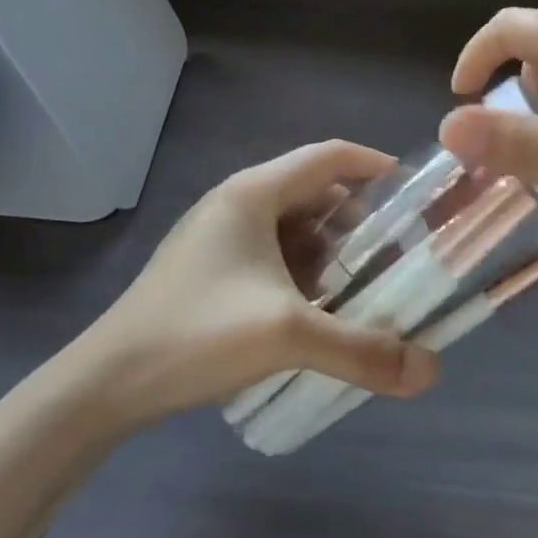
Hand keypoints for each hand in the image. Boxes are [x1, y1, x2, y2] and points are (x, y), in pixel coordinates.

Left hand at [88, 142, 440, 422]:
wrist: (106, 382)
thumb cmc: (196, 333)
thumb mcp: (286, 336)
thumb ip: (361, 350)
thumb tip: (431, 371)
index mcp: (254, 192)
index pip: (329, 156)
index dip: (374, 165)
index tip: (413, 192)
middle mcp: (237, 201)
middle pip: (313, 191)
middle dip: (357, 219)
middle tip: (395, 253)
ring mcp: (218, 234)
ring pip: (291, 225)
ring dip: (329, 249)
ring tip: (362, 286)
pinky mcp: (208, 266)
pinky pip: (270, 252)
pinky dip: (301, 270)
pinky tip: (315, 310)